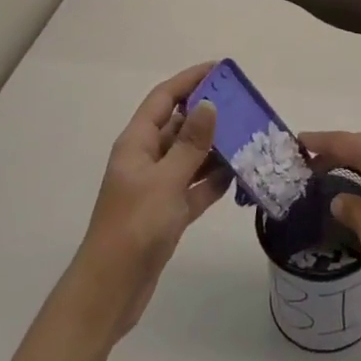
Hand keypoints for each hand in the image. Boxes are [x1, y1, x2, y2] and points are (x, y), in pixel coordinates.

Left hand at [72, 63, 231, 340]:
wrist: (110, 291)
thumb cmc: (134, 228)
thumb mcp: (165, 181)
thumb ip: (190, 144)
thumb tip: (209, 104)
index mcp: (136, 144)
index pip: (164, 99)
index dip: (189, 80)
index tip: (220, 68)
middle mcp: (146, 160)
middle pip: (179, 125)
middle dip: (209, 113)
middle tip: (245, 105)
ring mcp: (157, 187)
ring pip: (190, 156)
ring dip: (216, 147)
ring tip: (250, 136)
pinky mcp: (167, 213)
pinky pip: (195, 186)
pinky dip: (214, 180)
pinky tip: (239, 174)